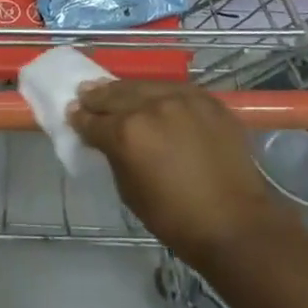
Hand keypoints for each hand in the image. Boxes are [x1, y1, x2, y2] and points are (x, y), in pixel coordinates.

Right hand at [71, 80, 304, 270]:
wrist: (235, 222)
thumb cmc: (176, 219)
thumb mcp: (130, 192)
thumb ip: (115, 157)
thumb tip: (108, 141)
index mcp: (127, 133)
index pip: (94, 121)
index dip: (80, 119)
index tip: (73, 113)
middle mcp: (151, 106)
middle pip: (116, 95)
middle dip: (98, 96)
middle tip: (85, 94)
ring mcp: (181, 98)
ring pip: (145, 86)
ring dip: (127, 90)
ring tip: (114, 89)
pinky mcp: (206, 98)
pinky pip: (175, 90)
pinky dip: (160, 94)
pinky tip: (154, 97)